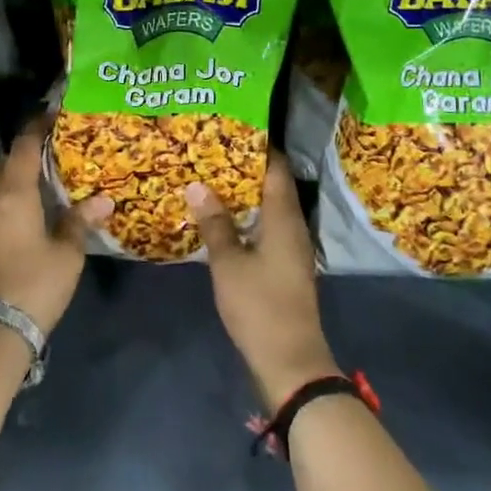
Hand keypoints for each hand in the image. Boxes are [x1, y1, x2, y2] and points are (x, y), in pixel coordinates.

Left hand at [0, 116, 110, 338]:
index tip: (54, 114)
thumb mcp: (67, 252)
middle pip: (7, 162)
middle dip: (27, 149)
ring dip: (17, 173)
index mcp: (14, 194)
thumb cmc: (35, 283)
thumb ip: (80, 220)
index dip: (38, 127)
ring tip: (46, 175)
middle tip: (55, 146)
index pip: (24, 147)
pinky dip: (11, 195)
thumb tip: (103, 199)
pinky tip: (31, 207)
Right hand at [189, 154, 338, 409]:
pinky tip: (221, 218)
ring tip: (210, 178)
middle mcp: (293, 226)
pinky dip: (246, 216)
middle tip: (210, 151)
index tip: (230, 128)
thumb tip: (198, 184)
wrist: (291, 362)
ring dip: (243, 193)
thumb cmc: (260, 306)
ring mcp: (291, 247)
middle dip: (243, 167)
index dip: (257, 146)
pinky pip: (266, 227)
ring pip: (268, 207)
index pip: (276, 168)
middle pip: (272, 185)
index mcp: (284, 218)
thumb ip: (214, 223)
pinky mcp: (285, 265)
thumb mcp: (229, 263)